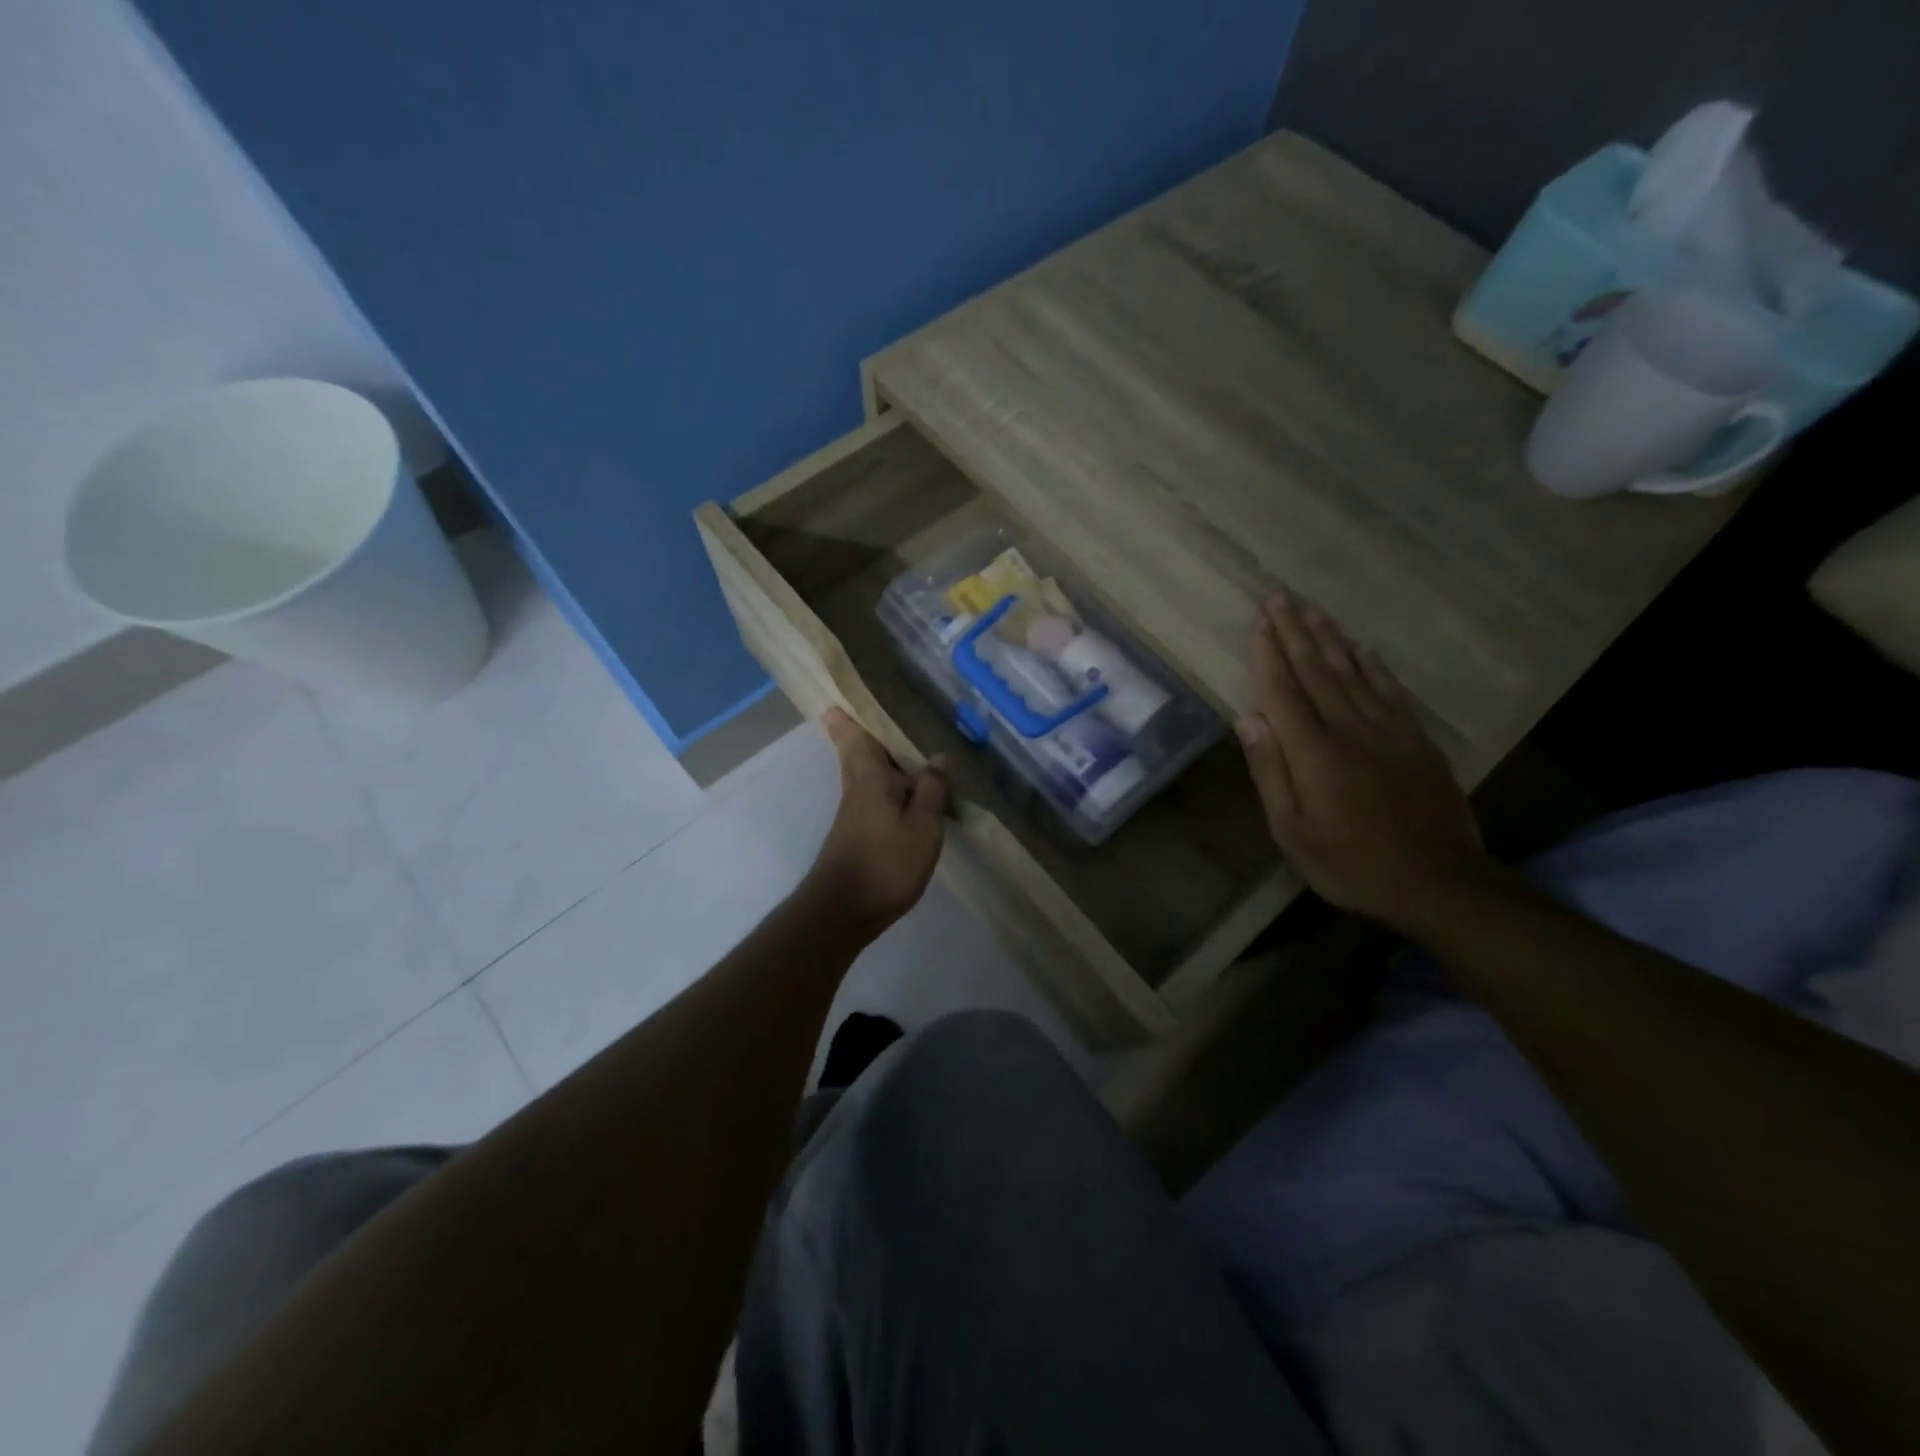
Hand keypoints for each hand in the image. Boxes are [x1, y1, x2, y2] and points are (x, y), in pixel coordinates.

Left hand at [801, 708, 951, 935]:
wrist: (842, 912)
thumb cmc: (885, 862)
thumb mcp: (922, 825)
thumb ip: (933, 789)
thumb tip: (940, 756)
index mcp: (870, 777)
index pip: (854, 736)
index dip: (847, 716)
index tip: (842, 695)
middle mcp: (857, 789)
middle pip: (856, 753)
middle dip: (861, 733)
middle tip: (879, 713)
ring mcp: (854, 814)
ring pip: (866, 775)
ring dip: (880, 760)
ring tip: (907, 748)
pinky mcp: (857, 835)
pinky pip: (874, 797)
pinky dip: (888, 787)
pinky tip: (908, 795)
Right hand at [1236, 592, 1485, 925]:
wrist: (1438, 882)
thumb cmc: (1350, 863)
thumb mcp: (1292, 831)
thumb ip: (1270, 772)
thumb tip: (1247, 719)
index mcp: (1314, 753)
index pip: (1283, 691)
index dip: (1268, 654)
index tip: (1258, 620)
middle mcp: (1349, 729)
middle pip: (1316, 671)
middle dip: (1294, 631)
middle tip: (1279, 596)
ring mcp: (1388, 731)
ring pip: (1352, 672)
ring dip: (1328, 637)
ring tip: (1311, 608)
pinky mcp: (1416, 739)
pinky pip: (1390, 691)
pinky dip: (1372, 665)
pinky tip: (1361, 647)